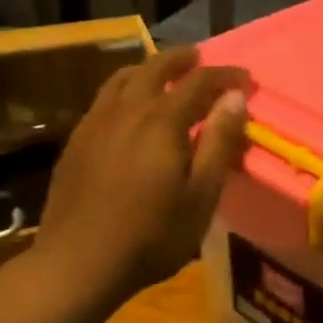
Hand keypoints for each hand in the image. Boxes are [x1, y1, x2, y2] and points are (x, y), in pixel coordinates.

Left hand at [31, 47, 249, 308]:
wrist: (76, 265)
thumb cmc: (151, 236)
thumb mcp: (200, 195)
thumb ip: (219, 142)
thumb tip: (235, 98)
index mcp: (162, 121)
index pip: (199, 81)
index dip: (225, 75)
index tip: (245, 78)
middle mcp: (127, 110)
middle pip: (156, 68)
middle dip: (182, 59)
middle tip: (200, 58)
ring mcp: (96, 123)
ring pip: (124, 78)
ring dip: (149, 68)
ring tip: (163, 72)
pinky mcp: (76, 140)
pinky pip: (104, 97)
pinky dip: (124, 87)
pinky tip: (128, 106)